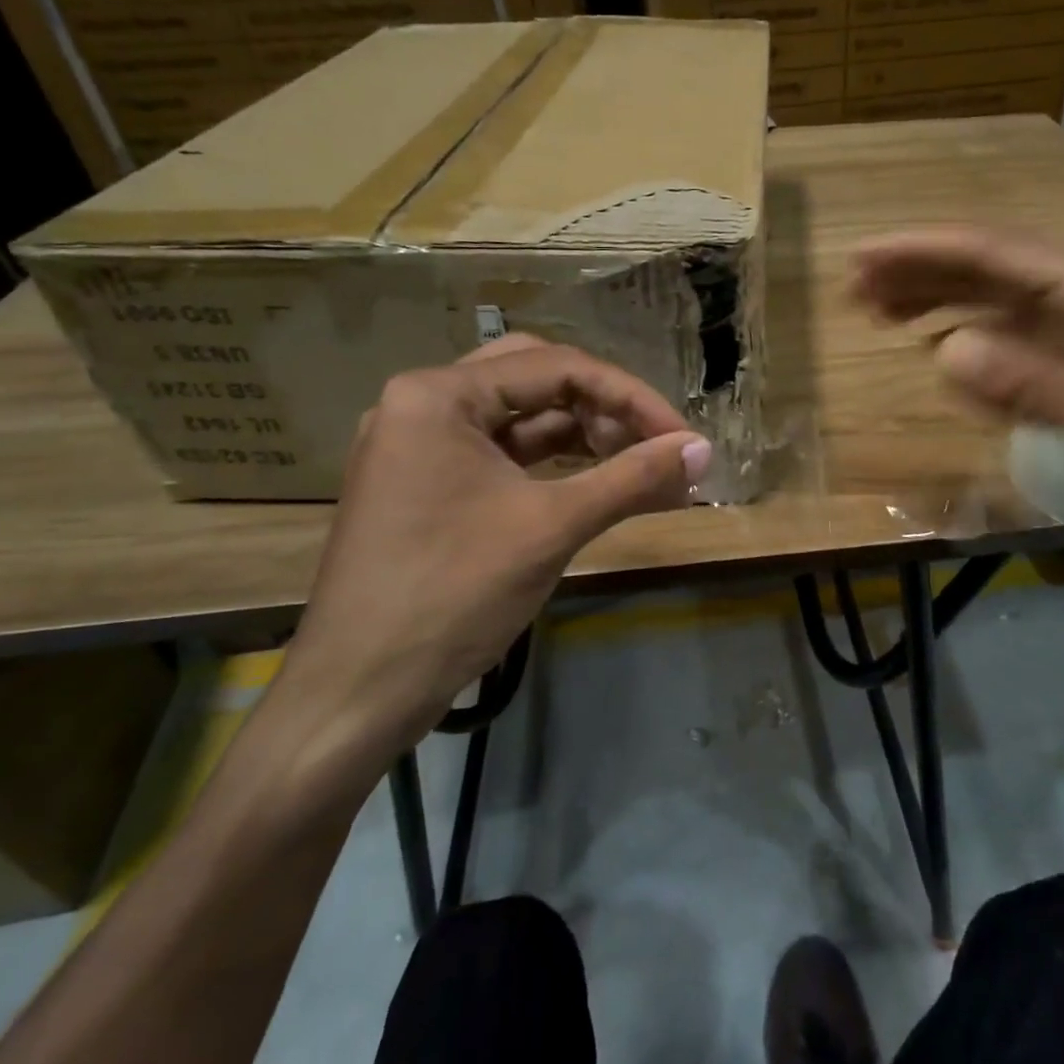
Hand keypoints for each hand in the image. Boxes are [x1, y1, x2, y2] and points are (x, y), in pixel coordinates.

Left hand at [270, 336, 710, 786]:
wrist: (357, 695)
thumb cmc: (452, 595)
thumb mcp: (551, 527)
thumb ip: (633, 478)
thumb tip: (706, 450)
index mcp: (439, 394)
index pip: (557, 367)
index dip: (631, 398)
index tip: (684, 438)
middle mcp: (423, 404)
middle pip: (536, 380)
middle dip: (604, 409)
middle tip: (655, 445)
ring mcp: (420, 446)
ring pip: (520, 418)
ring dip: (583, 437)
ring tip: (639, 467)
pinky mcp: (426, 486)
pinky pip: (502, 456)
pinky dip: (552, 466)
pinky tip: (596, 483)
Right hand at [851, 228, 1063, 574]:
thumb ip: (1035, 384)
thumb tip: (945, 350)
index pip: (998, 254)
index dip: (925, 251)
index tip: (864, 257)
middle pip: (992, 269)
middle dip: (922, 273)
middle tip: (857, 289)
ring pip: (999, 301)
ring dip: (940, 301)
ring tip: (881, 312)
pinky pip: (1016, 339)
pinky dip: (971, 338)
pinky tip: (941, 350)